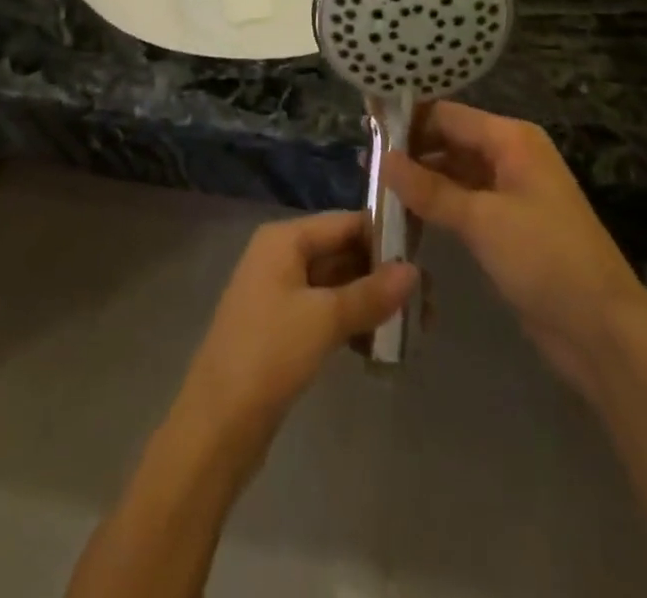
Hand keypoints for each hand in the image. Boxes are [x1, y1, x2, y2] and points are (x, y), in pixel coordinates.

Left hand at [177, 212, 416, 443]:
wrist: (217, 424)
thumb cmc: (269, 354)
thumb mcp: (324, 319)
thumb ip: (371, 292)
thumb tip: (414, 271)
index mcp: (285, 239)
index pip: (345, 222)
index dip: (385, 235)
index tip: (427, 256)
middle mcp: (282, 256)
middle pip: (343, 252)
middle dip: (384, 275)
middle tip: (429, 302)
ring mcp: (282, 293)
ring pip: (338, 286)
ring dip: (373, 302)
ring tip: (417, 327)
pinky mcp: (285, 328)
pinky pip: (328, 313)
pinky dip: (354, 323)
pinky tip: (383, 346)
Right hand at [384, 102, 640, 386]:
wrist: (603, 332)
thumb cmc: (545, 259)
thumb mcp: (482, 220)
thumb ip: (429, 189)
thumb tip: (381, 158)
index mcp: (511, 139)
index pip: (447, 114)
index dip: (406, 119)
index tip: (364, 126)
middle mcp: (510, 155)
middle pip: (449, 139)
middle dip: (410, 150)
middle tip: (363, 162)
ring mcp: (509, 191)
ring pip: (453, 172)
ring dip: (419, 179)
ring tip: (373, 186)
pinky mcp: (506, 224)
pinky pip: (462, 201)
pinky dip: (435, 204)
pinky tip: (403, 213)